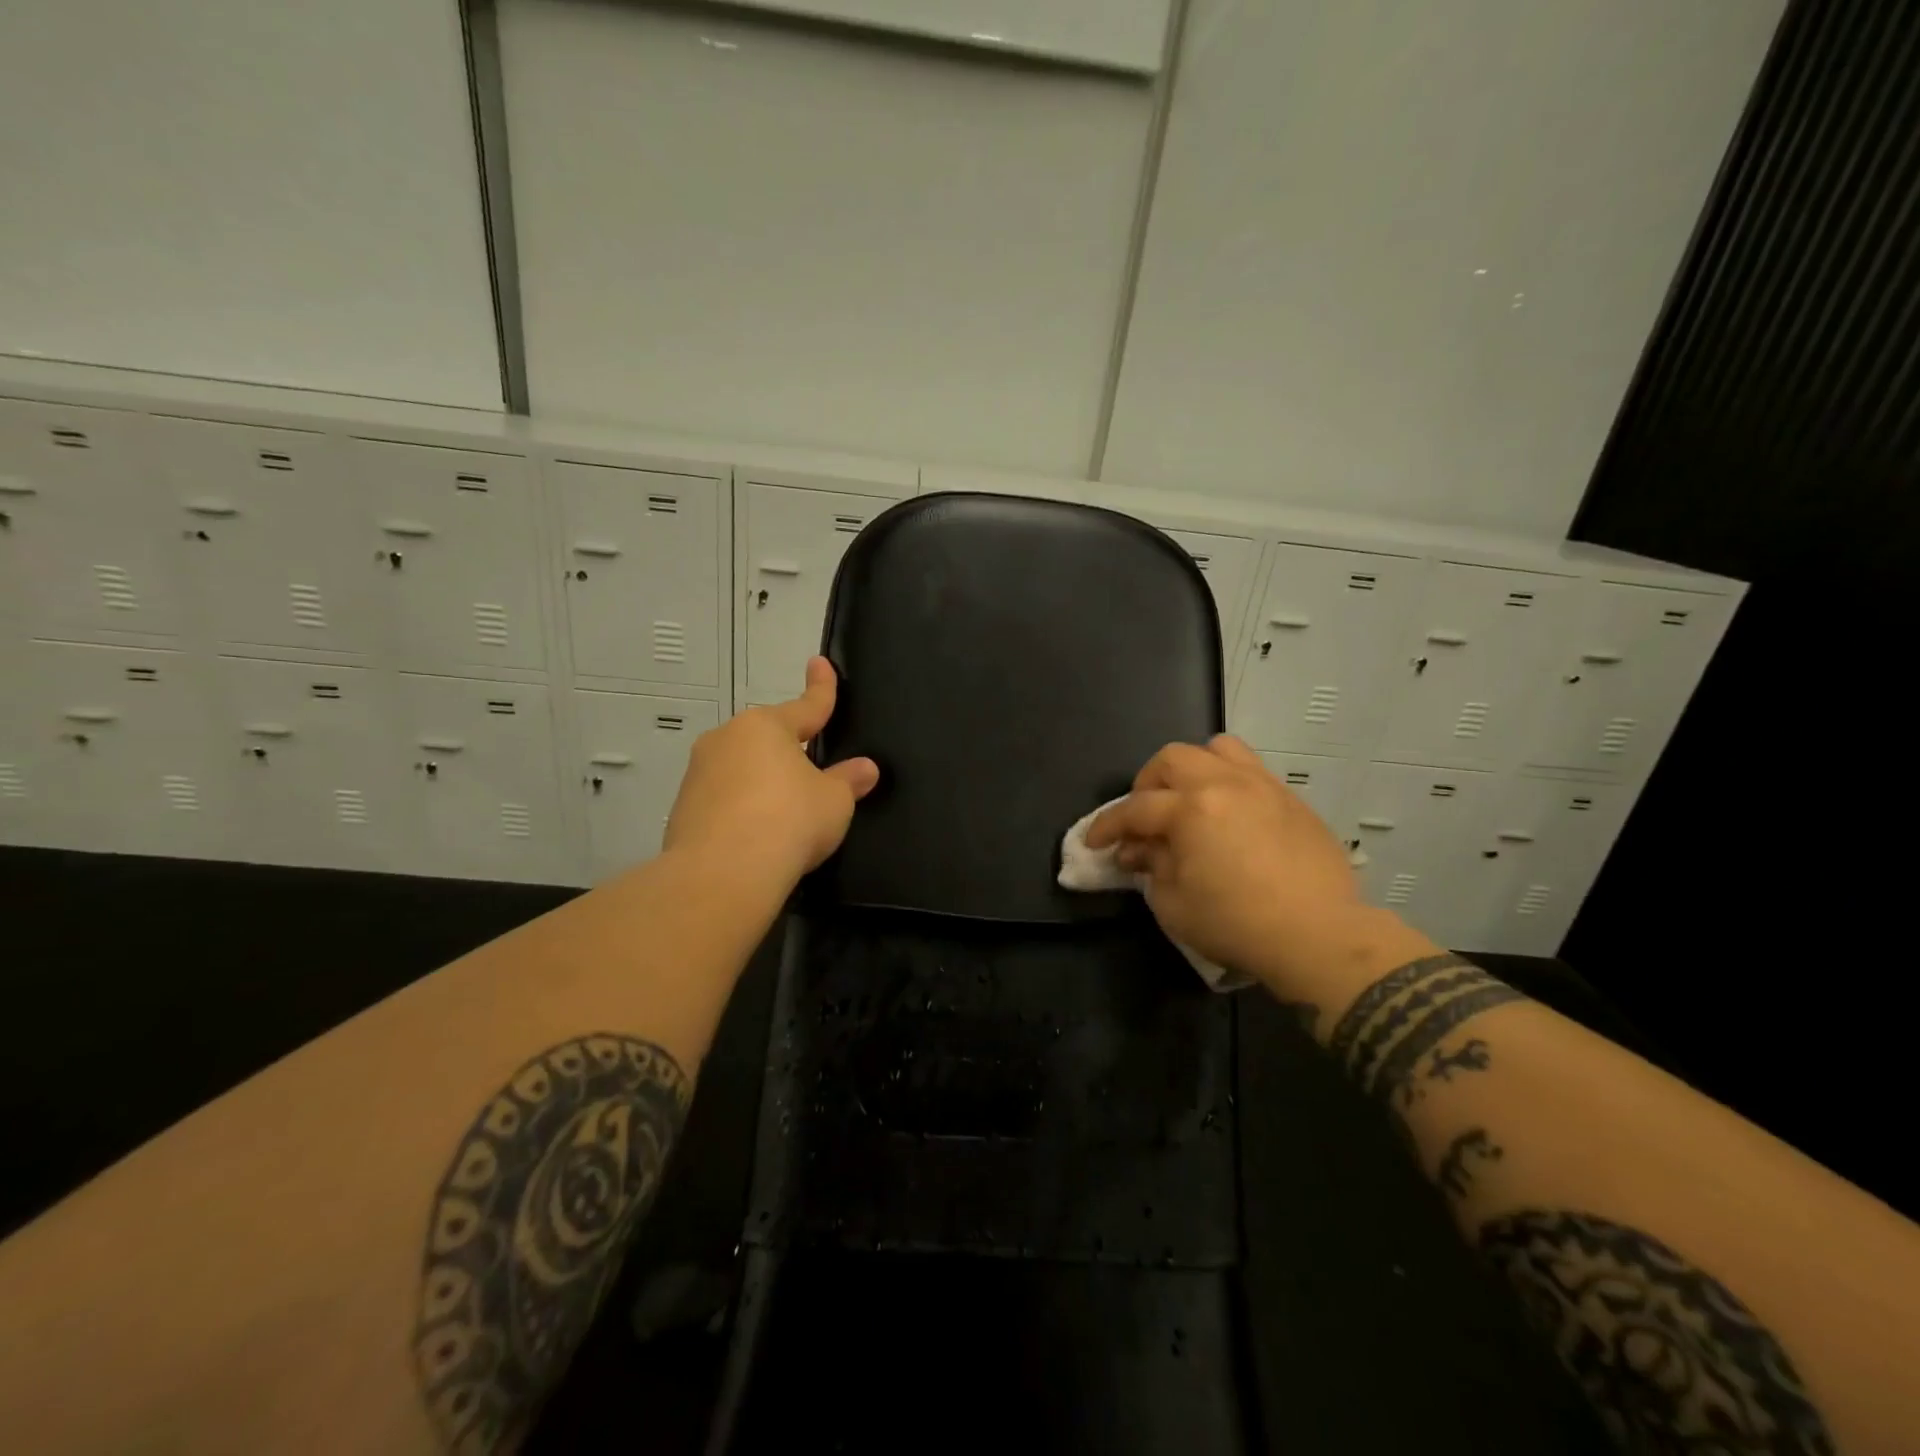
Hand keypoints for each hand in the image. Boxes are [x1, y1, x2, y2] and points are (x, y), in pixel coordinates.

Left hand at [664, 657, 879, 889]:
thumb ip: (848, 780)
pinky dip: (742, 808)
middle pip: (768, 739)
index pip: (806, 705)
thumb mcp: (833, 801)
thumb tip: (866, 769)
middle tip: (812, 773)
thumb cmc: (789, 821)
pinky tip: (757, 835)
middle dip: (789, 750)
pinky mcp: (683, 807)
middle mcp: (727, 739)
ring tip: (784, 815)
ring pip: (743, 768)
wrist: (723, 872)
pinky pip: (724, 798)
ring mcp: (699, 772)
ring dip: (763, 782)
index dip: (821, 688)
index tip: (820, 663)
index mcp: (765, 726)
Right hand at [1087, 735, 1419, 992]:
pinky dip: (1229, 783)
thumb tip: (1141, 850)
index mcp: (1191, 809)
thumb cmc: (1237, 924)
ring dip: (1193, 769)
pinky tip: (1229, 817)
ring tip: (1189, 800)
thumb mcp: (1174, 904)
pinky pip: (1252, 771)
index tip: (1095, 843)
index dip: (1108, 825)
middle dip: (1148, 785)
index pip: (1136, 808)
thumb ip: (1150, 868)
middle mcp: (1225, 784)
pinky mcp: (1291, 800)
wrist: (1319, 936)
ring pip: (1217, 749)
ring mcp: (1263, 787)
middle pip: (1172, 759)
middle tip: (1145, 818)